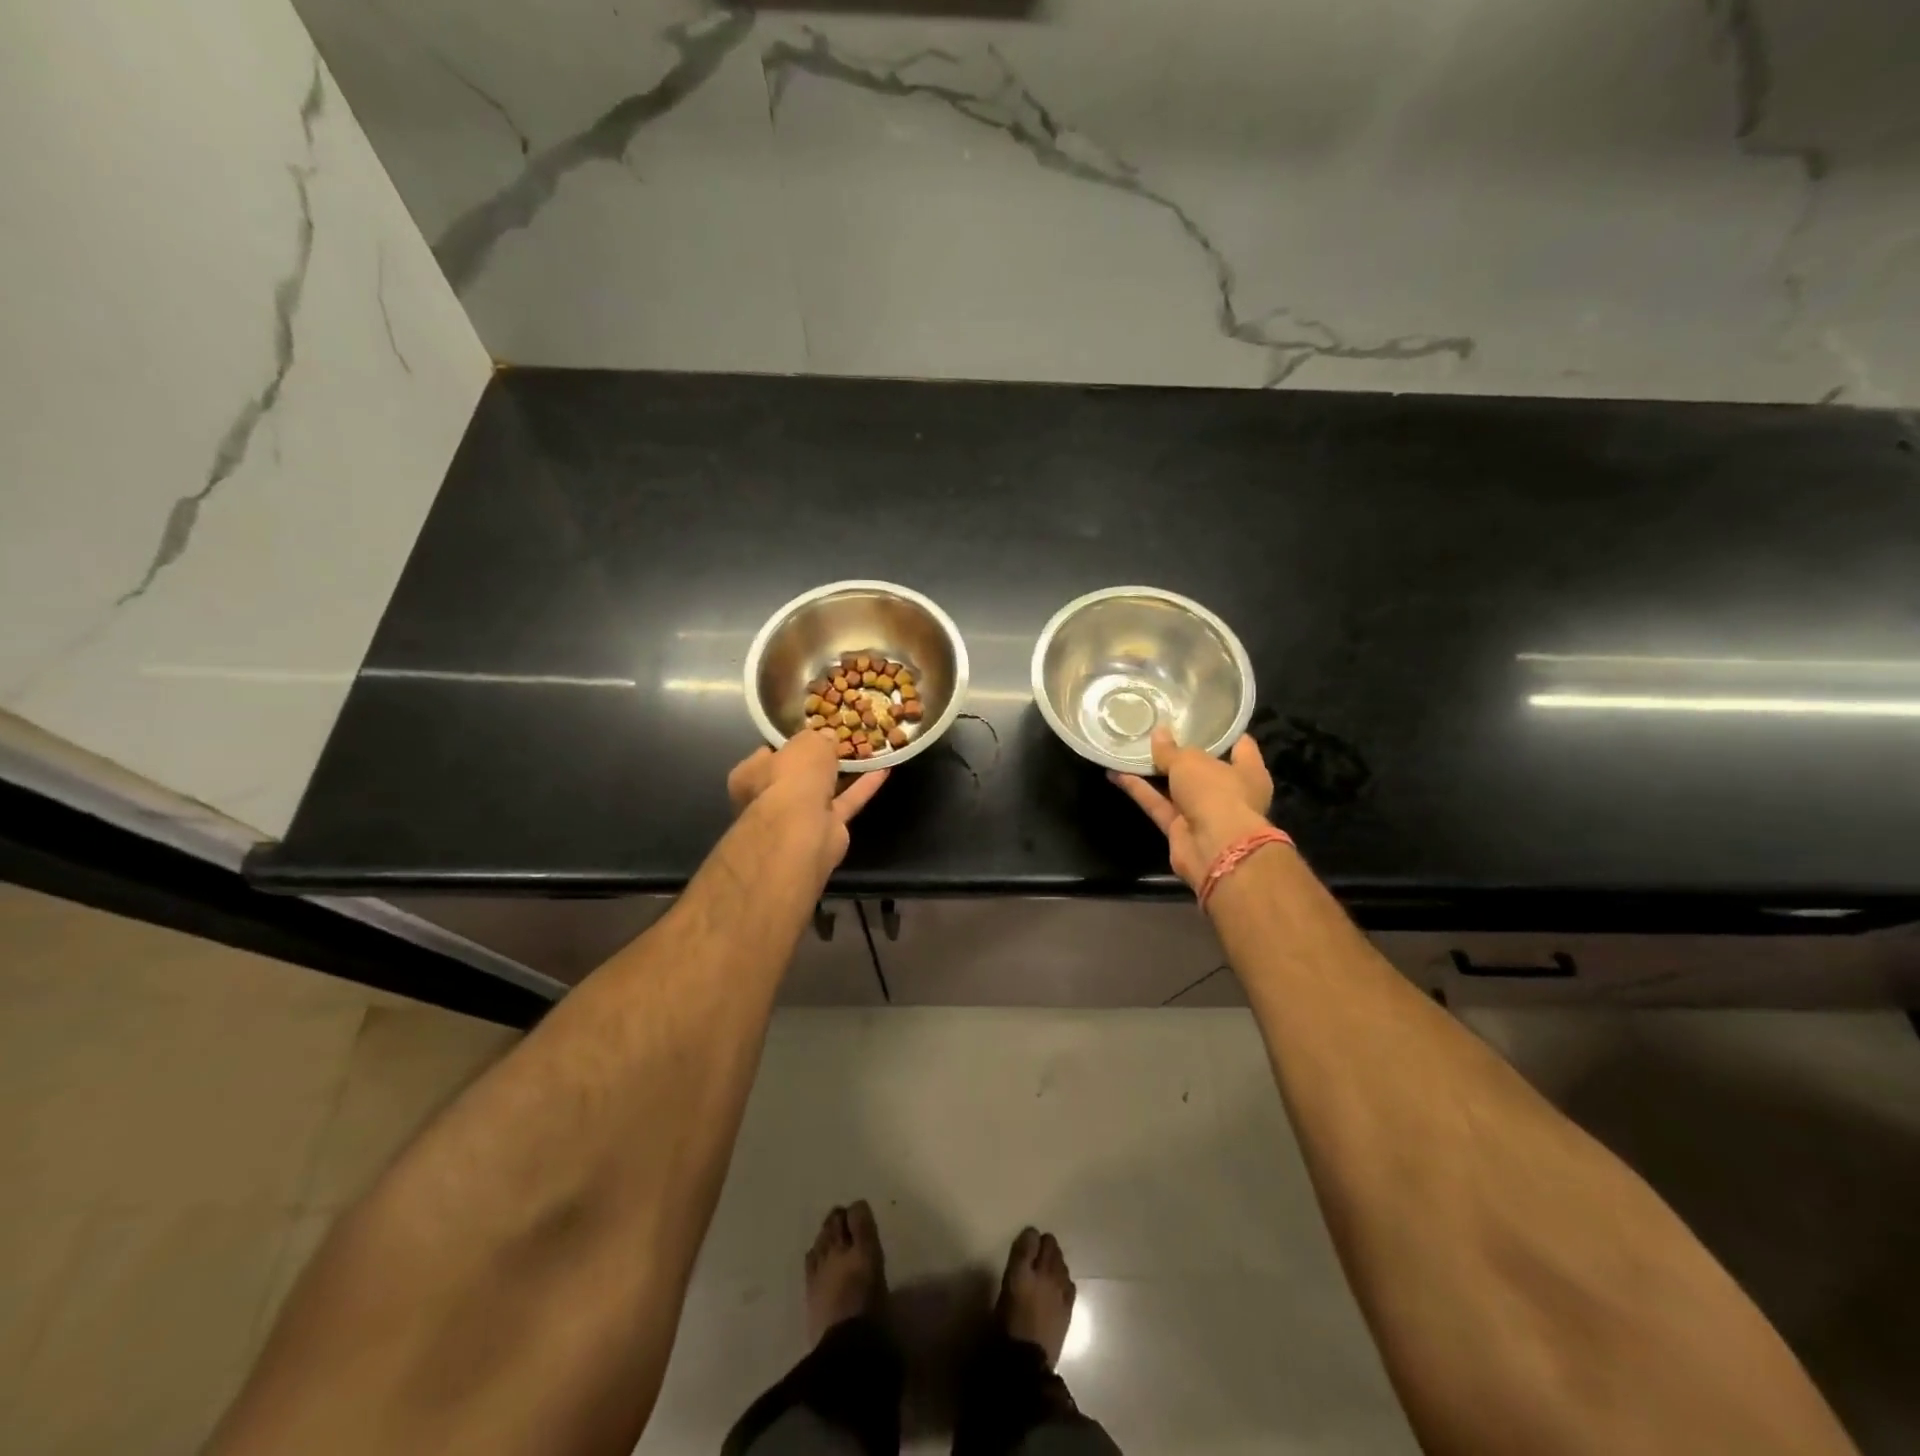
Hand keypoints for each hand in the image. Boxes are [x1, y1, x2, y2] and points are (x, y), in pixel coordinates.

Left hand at [727, 730, 887, 875]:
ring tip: (864, 753)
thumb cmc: (793, 778)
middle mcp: (770, 798)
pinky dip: (863, 787)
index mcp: (751, 774)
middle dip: (818, 762)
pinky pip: (846, 802)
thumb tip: (827, 738)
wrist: (803, 828)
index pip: (769, 754)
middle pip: (797, 774)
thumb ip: (818, 738)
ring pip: (823, 790)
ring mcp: (798, 817)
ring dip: (843, 773)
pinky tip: (884, 769)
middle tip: (840, 741)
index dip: (790, 742)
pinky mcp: (826, 829)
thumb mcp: (807, 743)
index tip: (812, 731)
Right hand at [1110, 727, 1274, 892]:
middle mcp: (1229, 791)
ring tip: (1130, 749)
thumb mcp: (1190, 762)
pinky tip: (1116, 773)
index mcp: (1248, 771)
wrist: (1214, 849)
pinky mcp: (1180, 829)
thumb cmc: (1216, 793)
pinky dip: (1140, 791)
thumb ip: (1171, 750)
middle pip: (1202, 767)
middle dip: (1180, 752)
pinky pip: (1158, 804)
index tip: (1199, 718)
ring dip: (1153, 772)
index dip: (1220, 732)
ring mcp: (1204, 812)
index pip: (1239, 745)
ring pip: (1175, 787)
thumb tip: (1158, 733)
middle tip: (1156, 730)